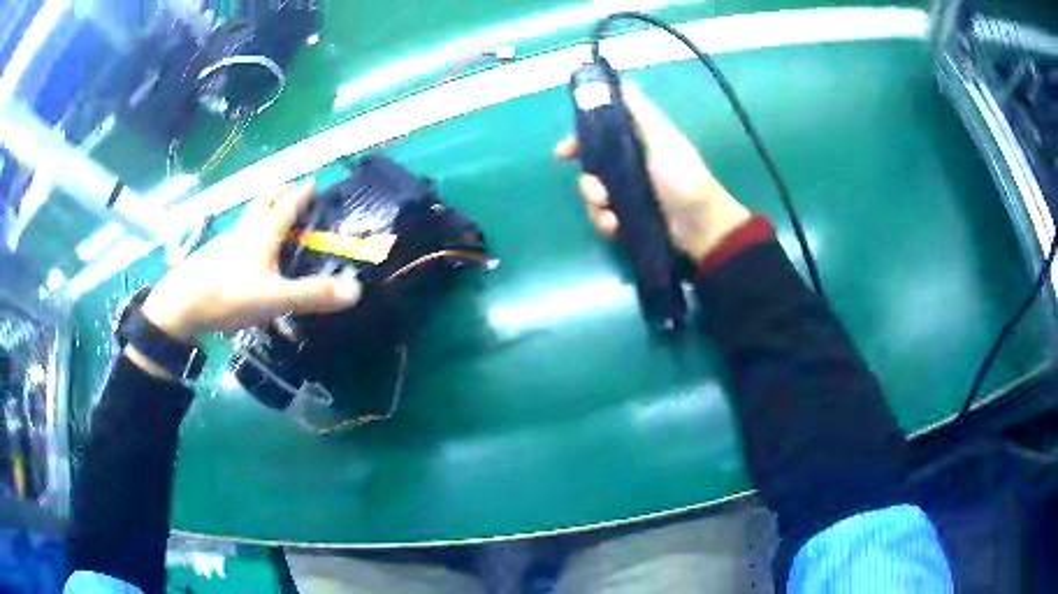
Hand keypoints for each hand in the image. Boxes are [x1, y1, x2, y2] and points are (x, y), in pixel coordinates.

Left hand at [140, 180, 360, 342]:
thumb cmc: (228, 295)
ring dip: (263, 210)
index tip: (315, 180)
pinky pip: (237, 235)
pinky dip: (249, 232)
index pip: (288, 205)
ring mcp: (226, 241)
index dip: (303, 192)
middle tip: (294, 189)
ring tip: (274, 219)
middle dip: (281, 191)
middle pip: (264, 201)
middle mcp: (245, 229)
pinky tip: (247, 251)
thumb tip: (356, 289)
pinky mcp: (213, 256)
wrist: (180, 306)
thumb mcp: (275, 298)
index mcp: (263, 232)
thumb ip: (313, 295)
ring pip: (248, 217)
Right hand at [555, 83, 750, 260]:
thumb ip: (640, 112)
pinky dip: (604, 222)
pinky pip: (602, 217)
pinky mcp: (628, 218)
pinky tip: (615, 227)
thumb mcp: (662, 138)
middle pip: (590, 169)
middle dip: (589, 183)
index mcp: (635, 143)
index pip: (598, 136)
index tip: (563, 153)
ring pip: (593, 196)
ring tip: (611, 215)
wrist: (701, 225)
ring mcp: (627, 194)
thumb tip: (623, 81)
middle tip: (598, 192)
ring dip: (596, 205)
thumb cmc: (683, 177)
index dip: (578, 141)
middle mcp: (628, 166)